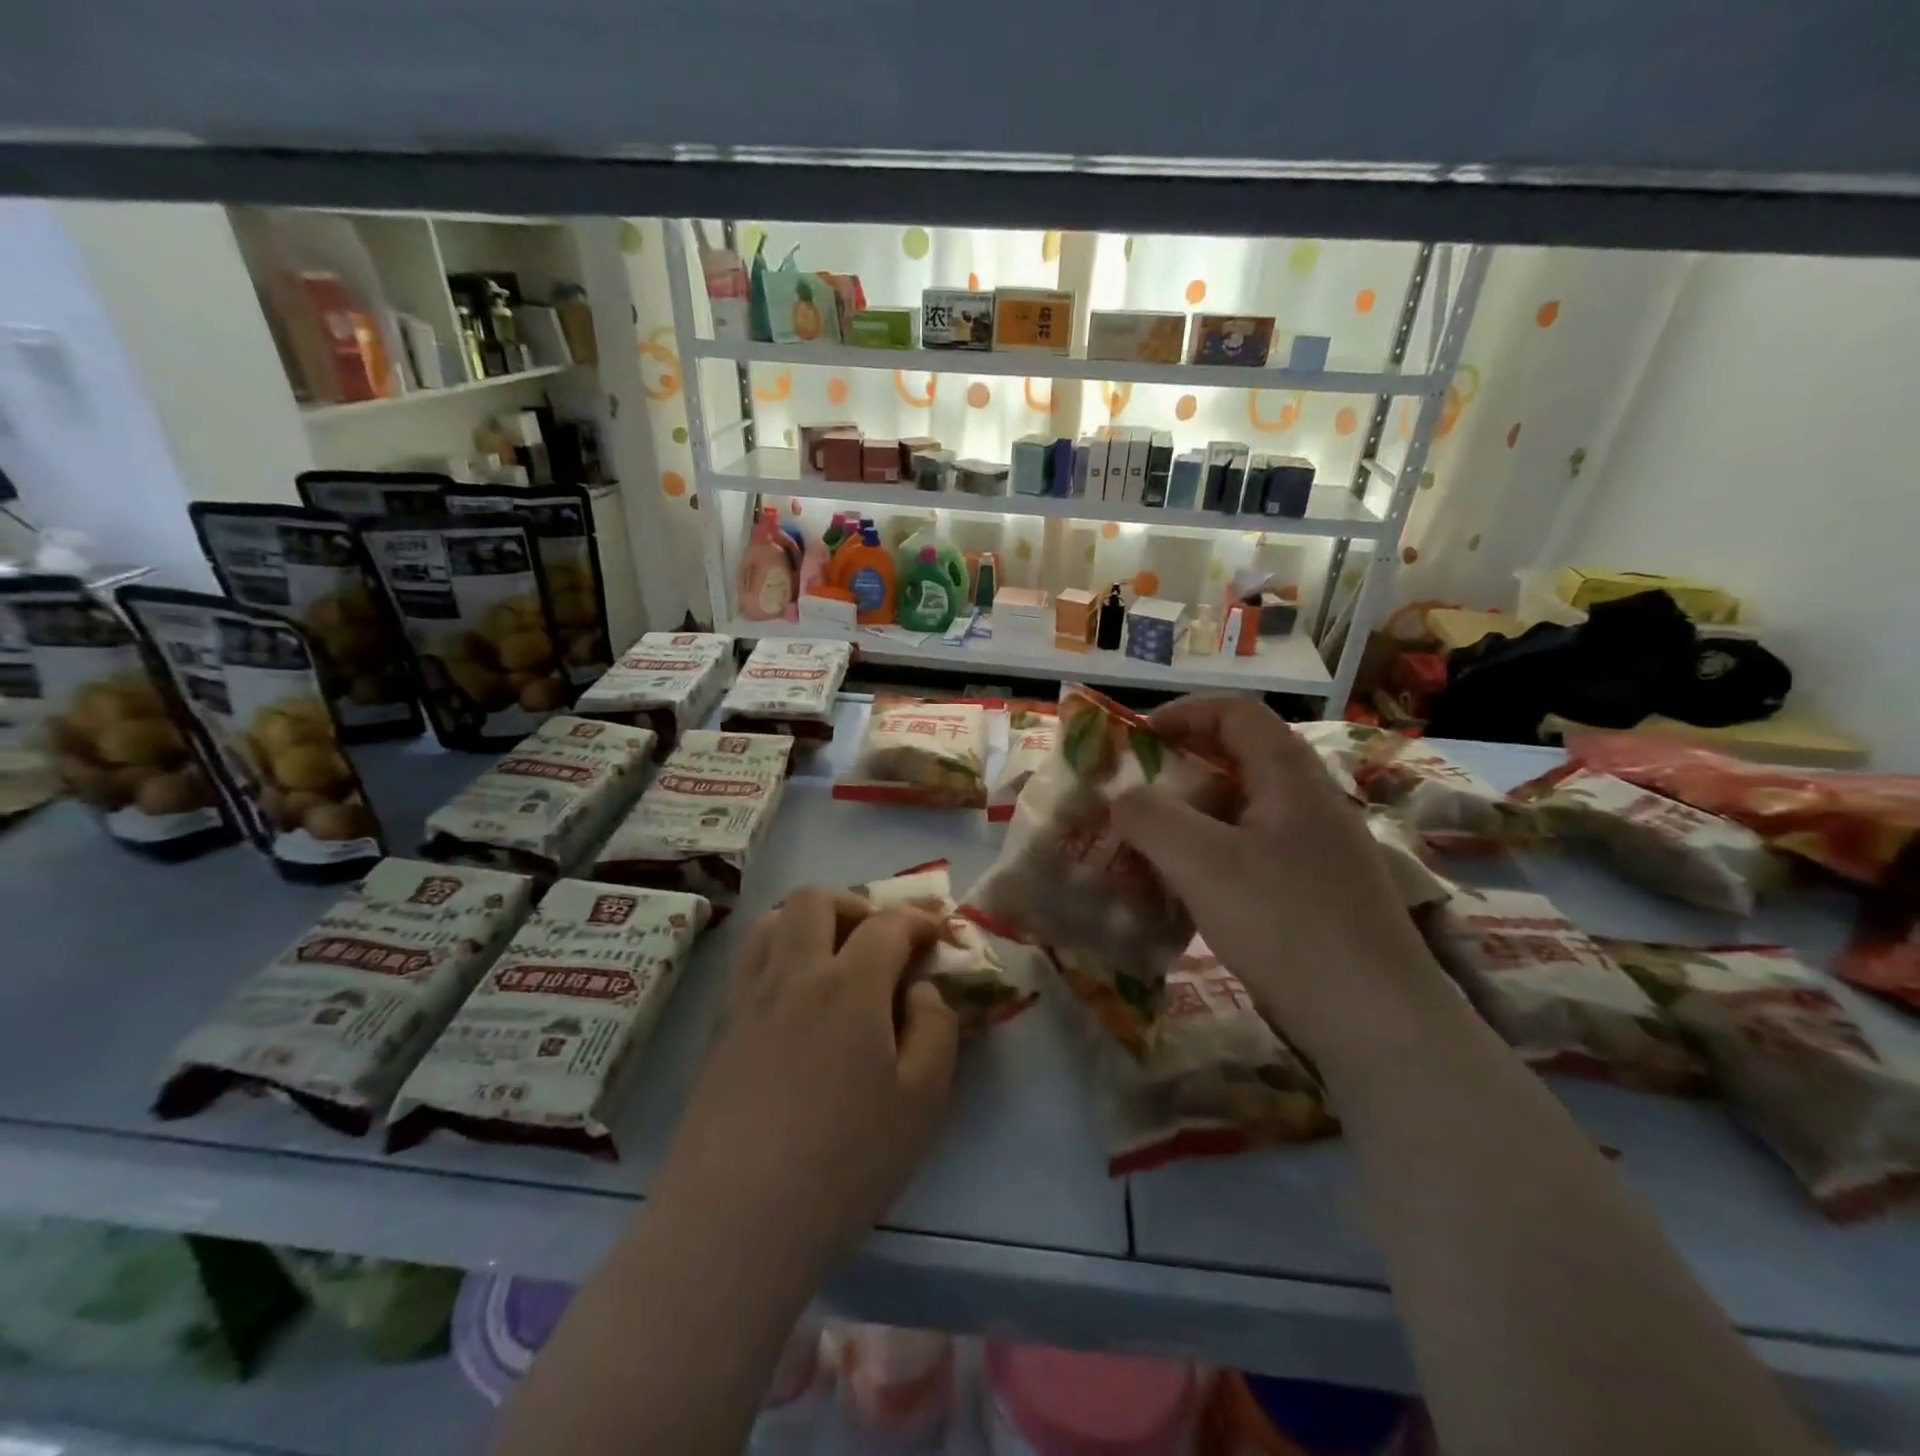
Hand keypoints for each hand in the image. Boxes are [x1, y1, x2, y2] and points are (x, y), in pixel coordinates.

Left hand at [654, 889, 959, 1278]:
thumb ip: (935, 1030)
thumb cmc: (844, 1162)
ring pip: (770, 921)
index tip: (935, 932)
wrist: (736, 1220)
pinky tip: (791, 999)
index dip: (917, 920)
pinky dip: (775, 953)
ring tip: (830, 958)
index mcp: (850, 986)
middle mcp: (794, 975)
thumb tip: (920, 990)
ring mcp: (749, 999)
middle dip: (855, 905)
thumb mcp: (922, 1101)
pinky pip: (746, 962)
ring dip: (807, 921)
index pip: (887, 925)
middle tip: (877, 941)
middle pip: (816, 901)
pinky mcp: (719, 1029)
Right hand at [1113, 696, 1459, 1079]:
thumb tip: (1122, 797)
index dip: (1183, 712)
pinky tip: (1190, 891)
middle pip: (1240, 759)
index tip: (1137, 739)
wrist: (1379, 1025)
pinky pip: (1254, 852)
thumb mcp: (1203, 864)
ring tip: (1152, 845)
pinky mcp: (1318, 892)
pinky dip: (1213, 856)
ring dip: (1194, 817)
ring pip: (1245, 810)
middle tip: (1136, 796)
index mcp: (1292, 778)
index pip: (1236, 713)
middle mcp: (1311, 803)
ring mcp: (1319, 850)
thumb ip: (1151, 818)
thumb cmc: (1288, 926)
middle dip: (1180, 769)